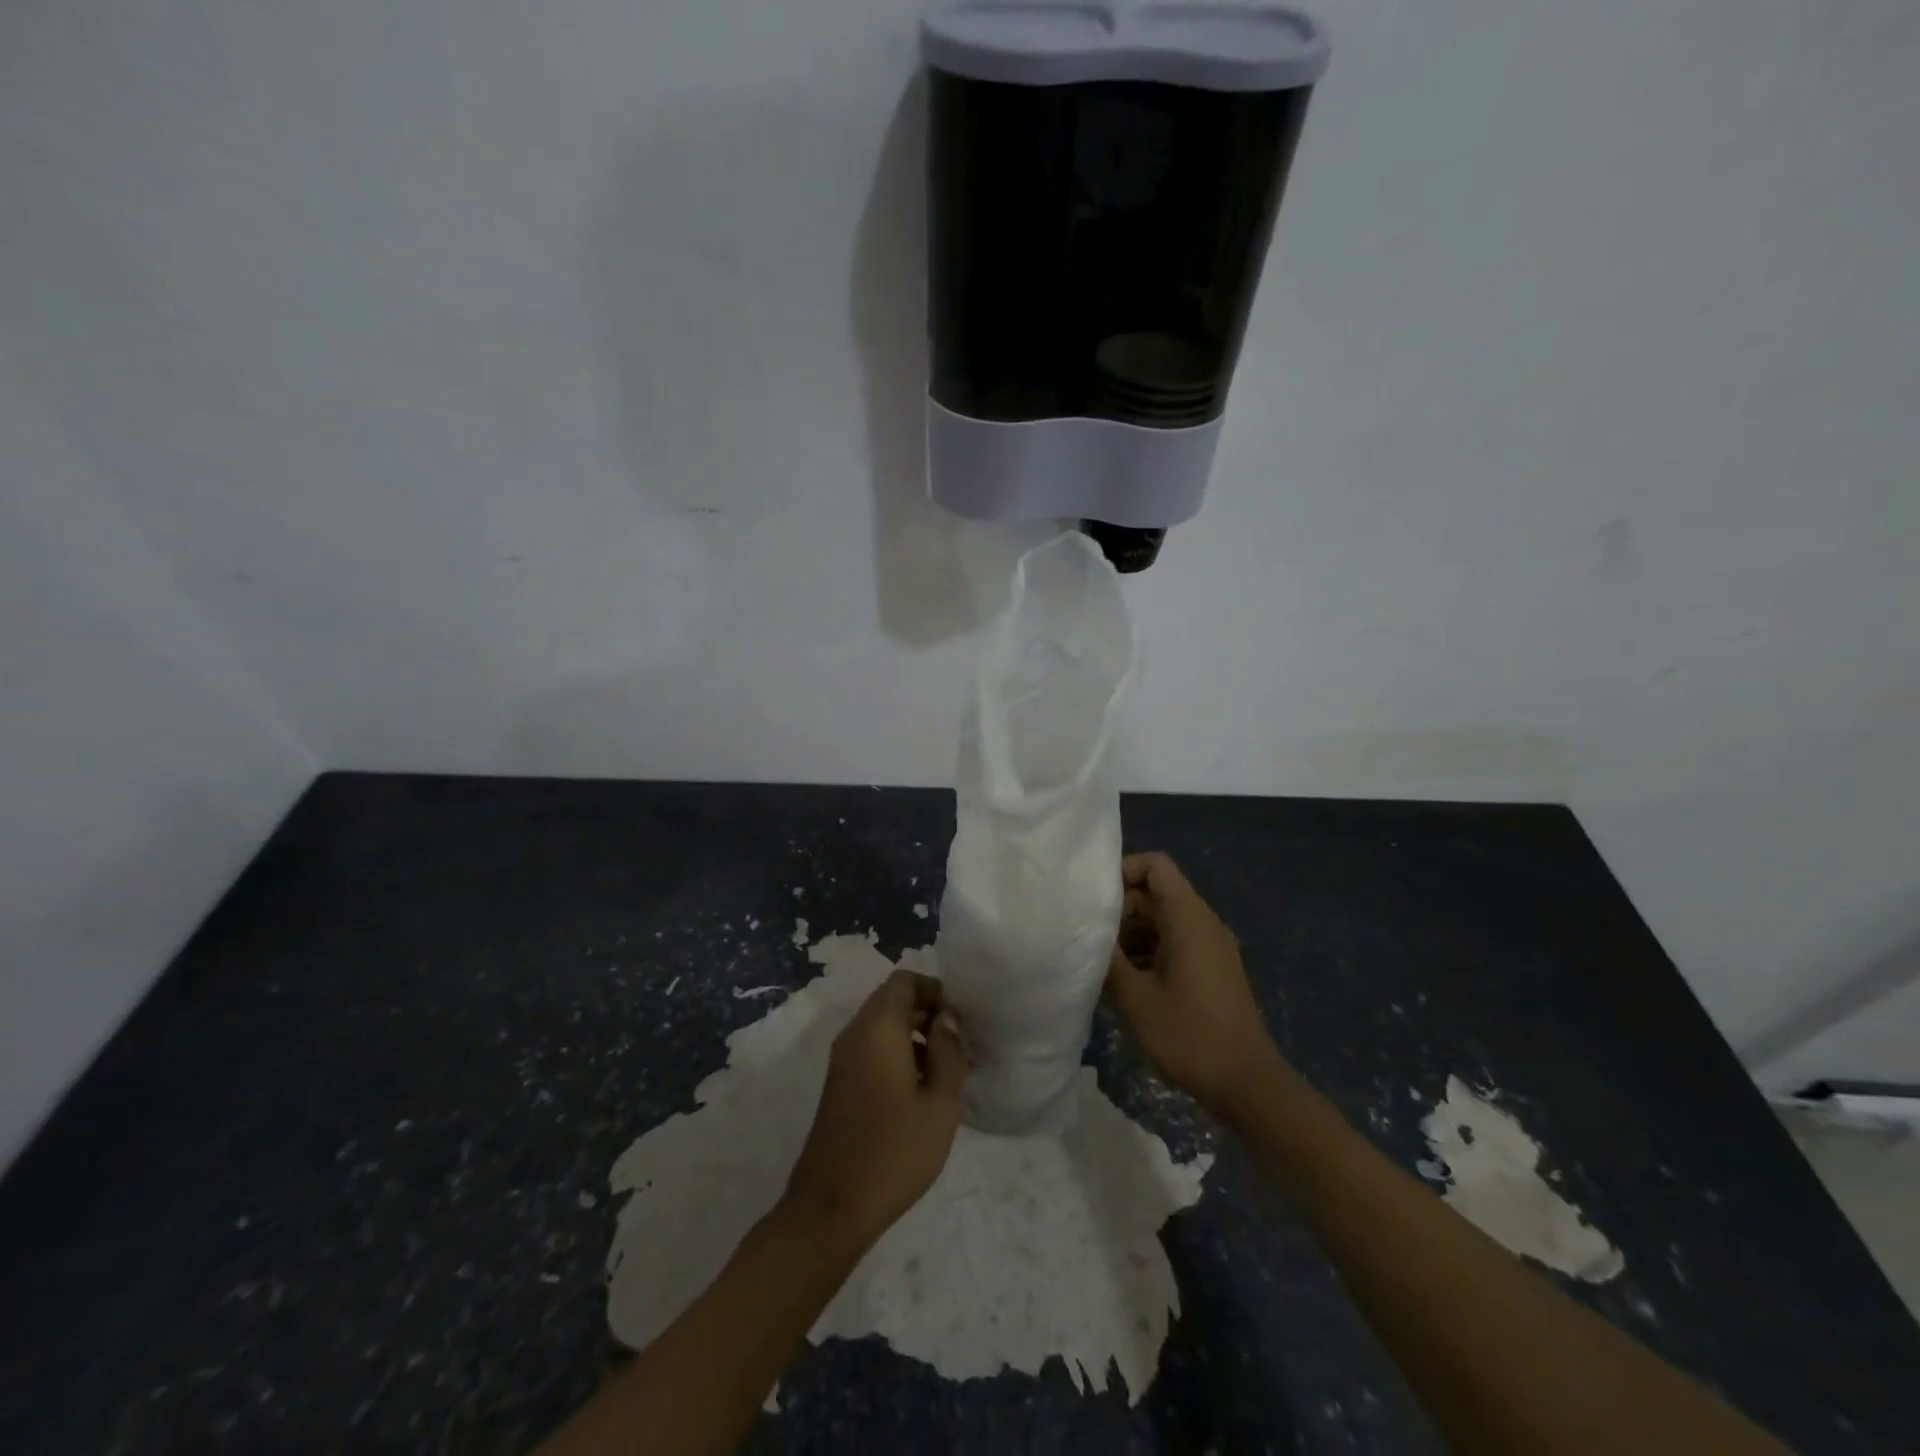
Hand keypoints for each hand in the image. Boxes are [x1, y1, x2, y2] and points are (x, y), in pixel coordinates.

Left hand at [783, 970, 967, 1247]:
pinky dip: (897, 1055)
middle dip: (928, 1013)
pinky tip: (921, 1092)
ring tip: (948, 1071)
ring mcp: (842, 1059)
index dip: (934, 990)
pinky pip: (871, 1049)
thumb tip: (946, 1019)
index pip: (904, 981)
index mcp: (877, 1028)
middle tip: (960, 1045)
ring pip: (882, 1026)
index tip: (959, 1019)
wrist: (831, 1207)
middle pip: (892, 1001)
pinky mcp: (839, 1083)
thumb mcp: (939, 1103)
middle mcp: (854, 1034)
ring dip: (914, 1036)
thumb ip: (948, 1052)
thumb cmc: (894, 1151)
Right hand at [1105, 852, 1286, 1115]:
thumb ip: (1106, 957)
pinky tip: (1125, 984)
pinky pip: (1173, 943)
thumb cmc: (1188, 1035)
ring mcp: (1210, 947)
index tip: (1094, 901)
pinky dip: (1147, 952)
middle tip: (1089, 940)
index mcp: (1188, 918)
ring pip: (1161, 921)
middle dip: (1119, 910)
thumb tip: (1084, 931)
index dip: (1122, 871)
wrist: (1246, 1085)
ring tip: (1101, 965)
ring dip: (1130, 935)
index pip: (1155, 865)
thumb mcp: (1134, 997)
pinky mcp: (1211, 969)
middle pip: (1155, 893)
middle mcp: (1203, 923)